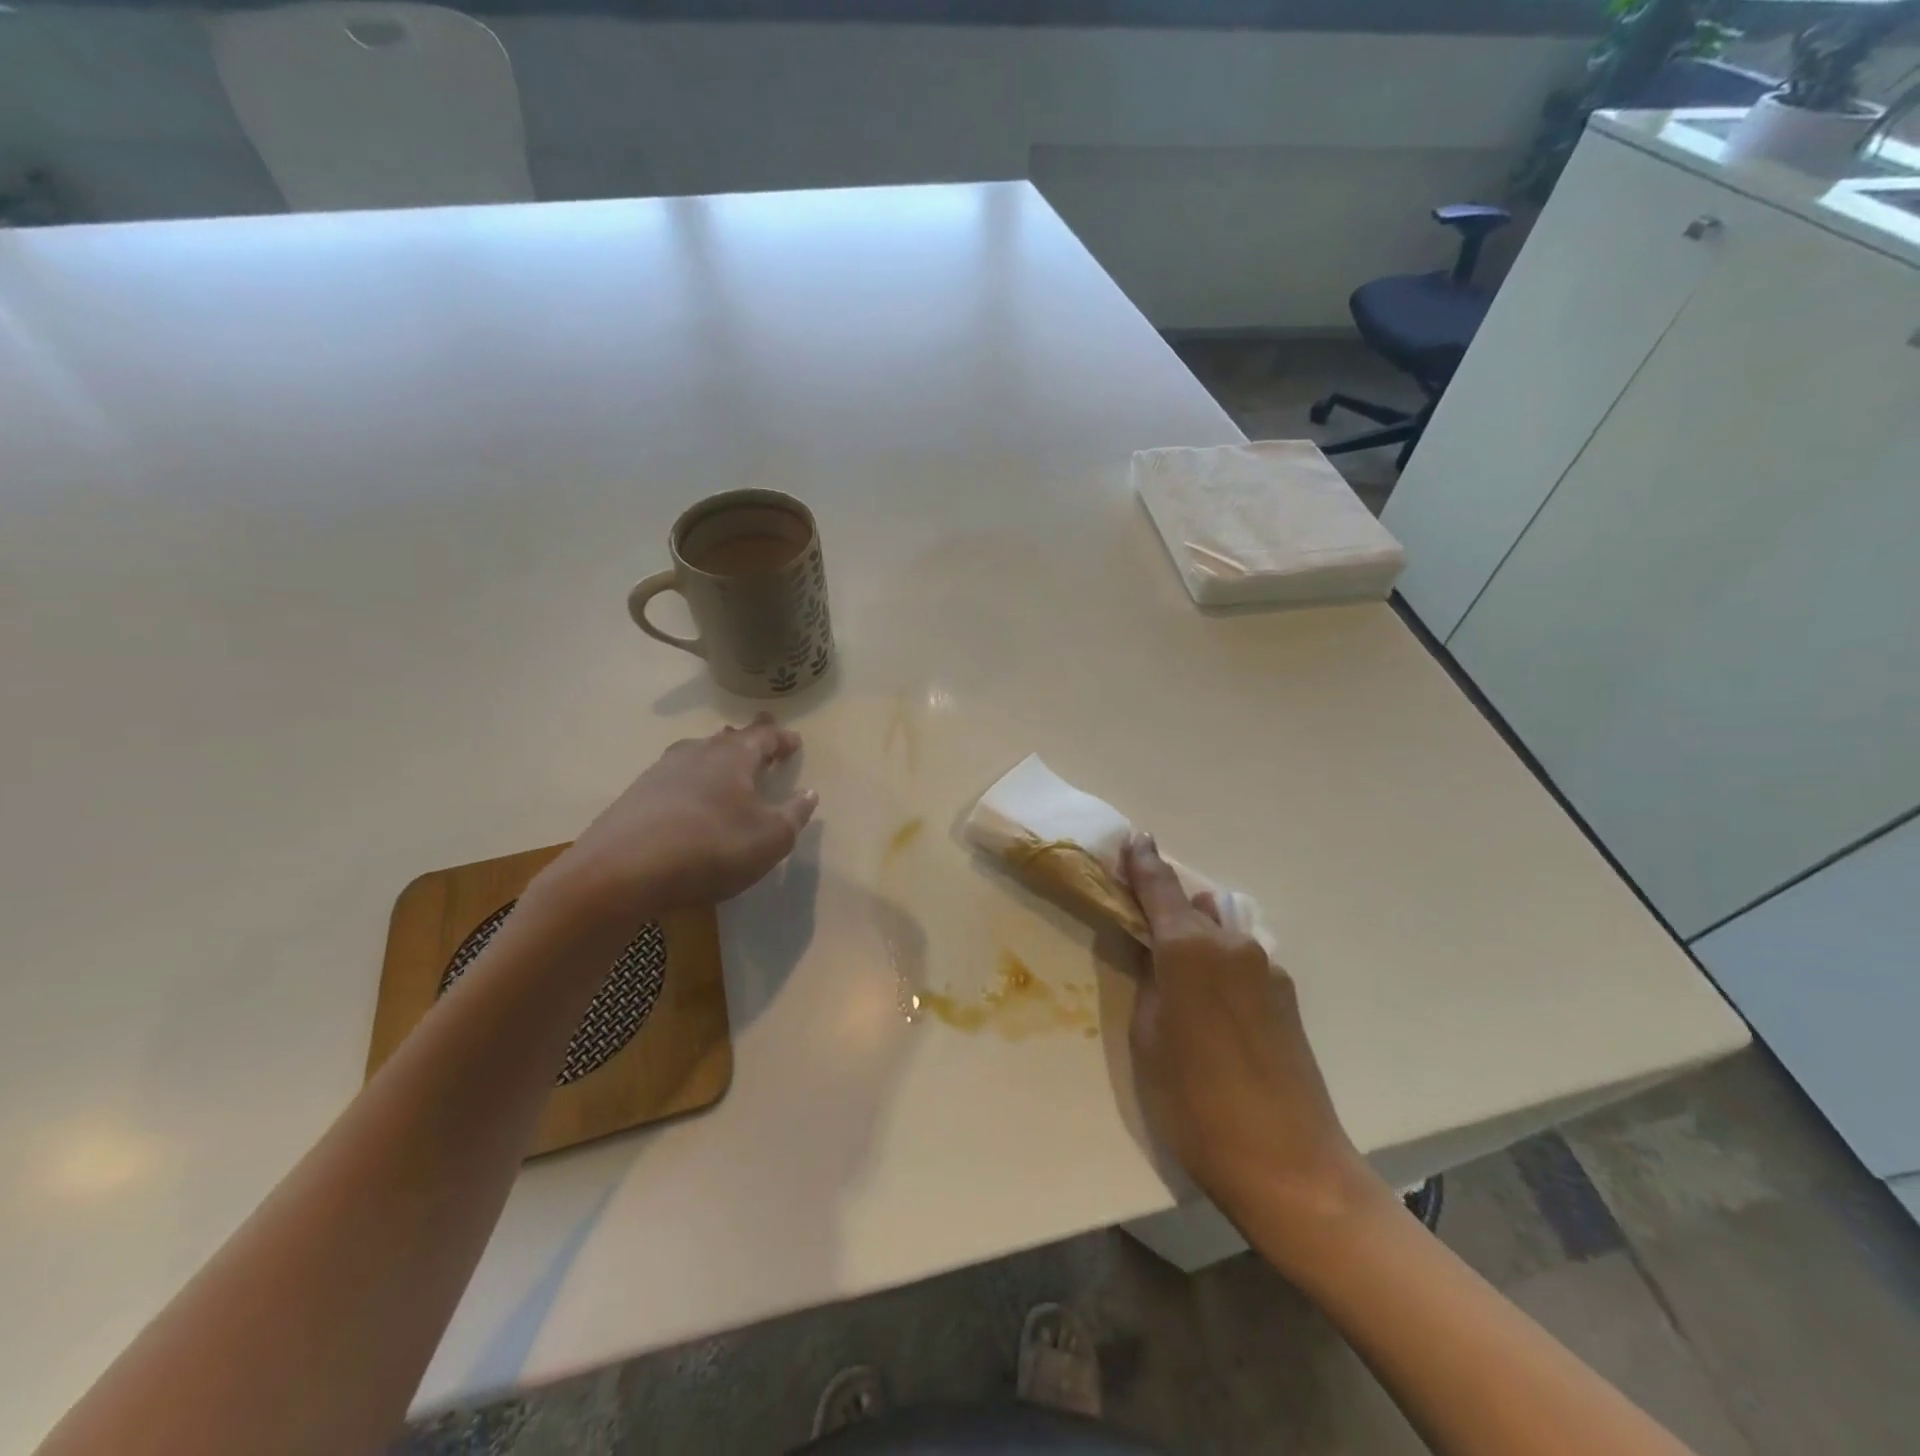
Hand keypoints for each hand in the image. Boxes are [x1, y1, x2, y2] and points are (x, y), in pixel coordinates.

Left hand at [538, 716, 817, 931]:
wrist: (621, 872)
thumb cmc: (711, 848)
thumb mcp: (770, 839)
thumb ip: (794, 815)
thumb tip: (809, 793)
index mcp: (734, 757)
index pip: (764, 737)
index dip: (782, 739)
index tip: (794, 741)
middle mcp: (697, 753)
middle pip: (728, 738)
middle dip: (748, 738)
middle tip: (760, 733)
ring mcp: (661, 772)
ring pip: (697, 754)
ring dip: (715, 756)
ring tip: (725, 761)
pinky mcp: (636, 796)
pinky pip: (675, 778)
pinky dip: (691, 780)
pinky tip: (688, 796)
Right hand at [1121, 833, 1387, 1248]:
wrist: (1290, 1165)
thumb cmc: (1195, 1102)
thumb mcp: (1148, 1039)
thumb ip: (1149, 982)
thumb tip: (1155, 953)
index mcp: (1190, 948)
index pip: (1160, 889)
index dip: (1143, 863)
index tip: (1134, 838)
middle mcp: (1232, 945)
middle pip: (1191, 908)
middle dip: (1165, 905)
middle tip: (1138, 914)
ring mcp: (1266, 969)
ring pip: (1219, 933)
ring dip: (1194, 934)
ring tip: (1172, 961)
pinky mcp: (1286, 996)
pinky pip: (1240, 961)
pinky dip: (1218, 962)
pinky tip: (1209, 1000)